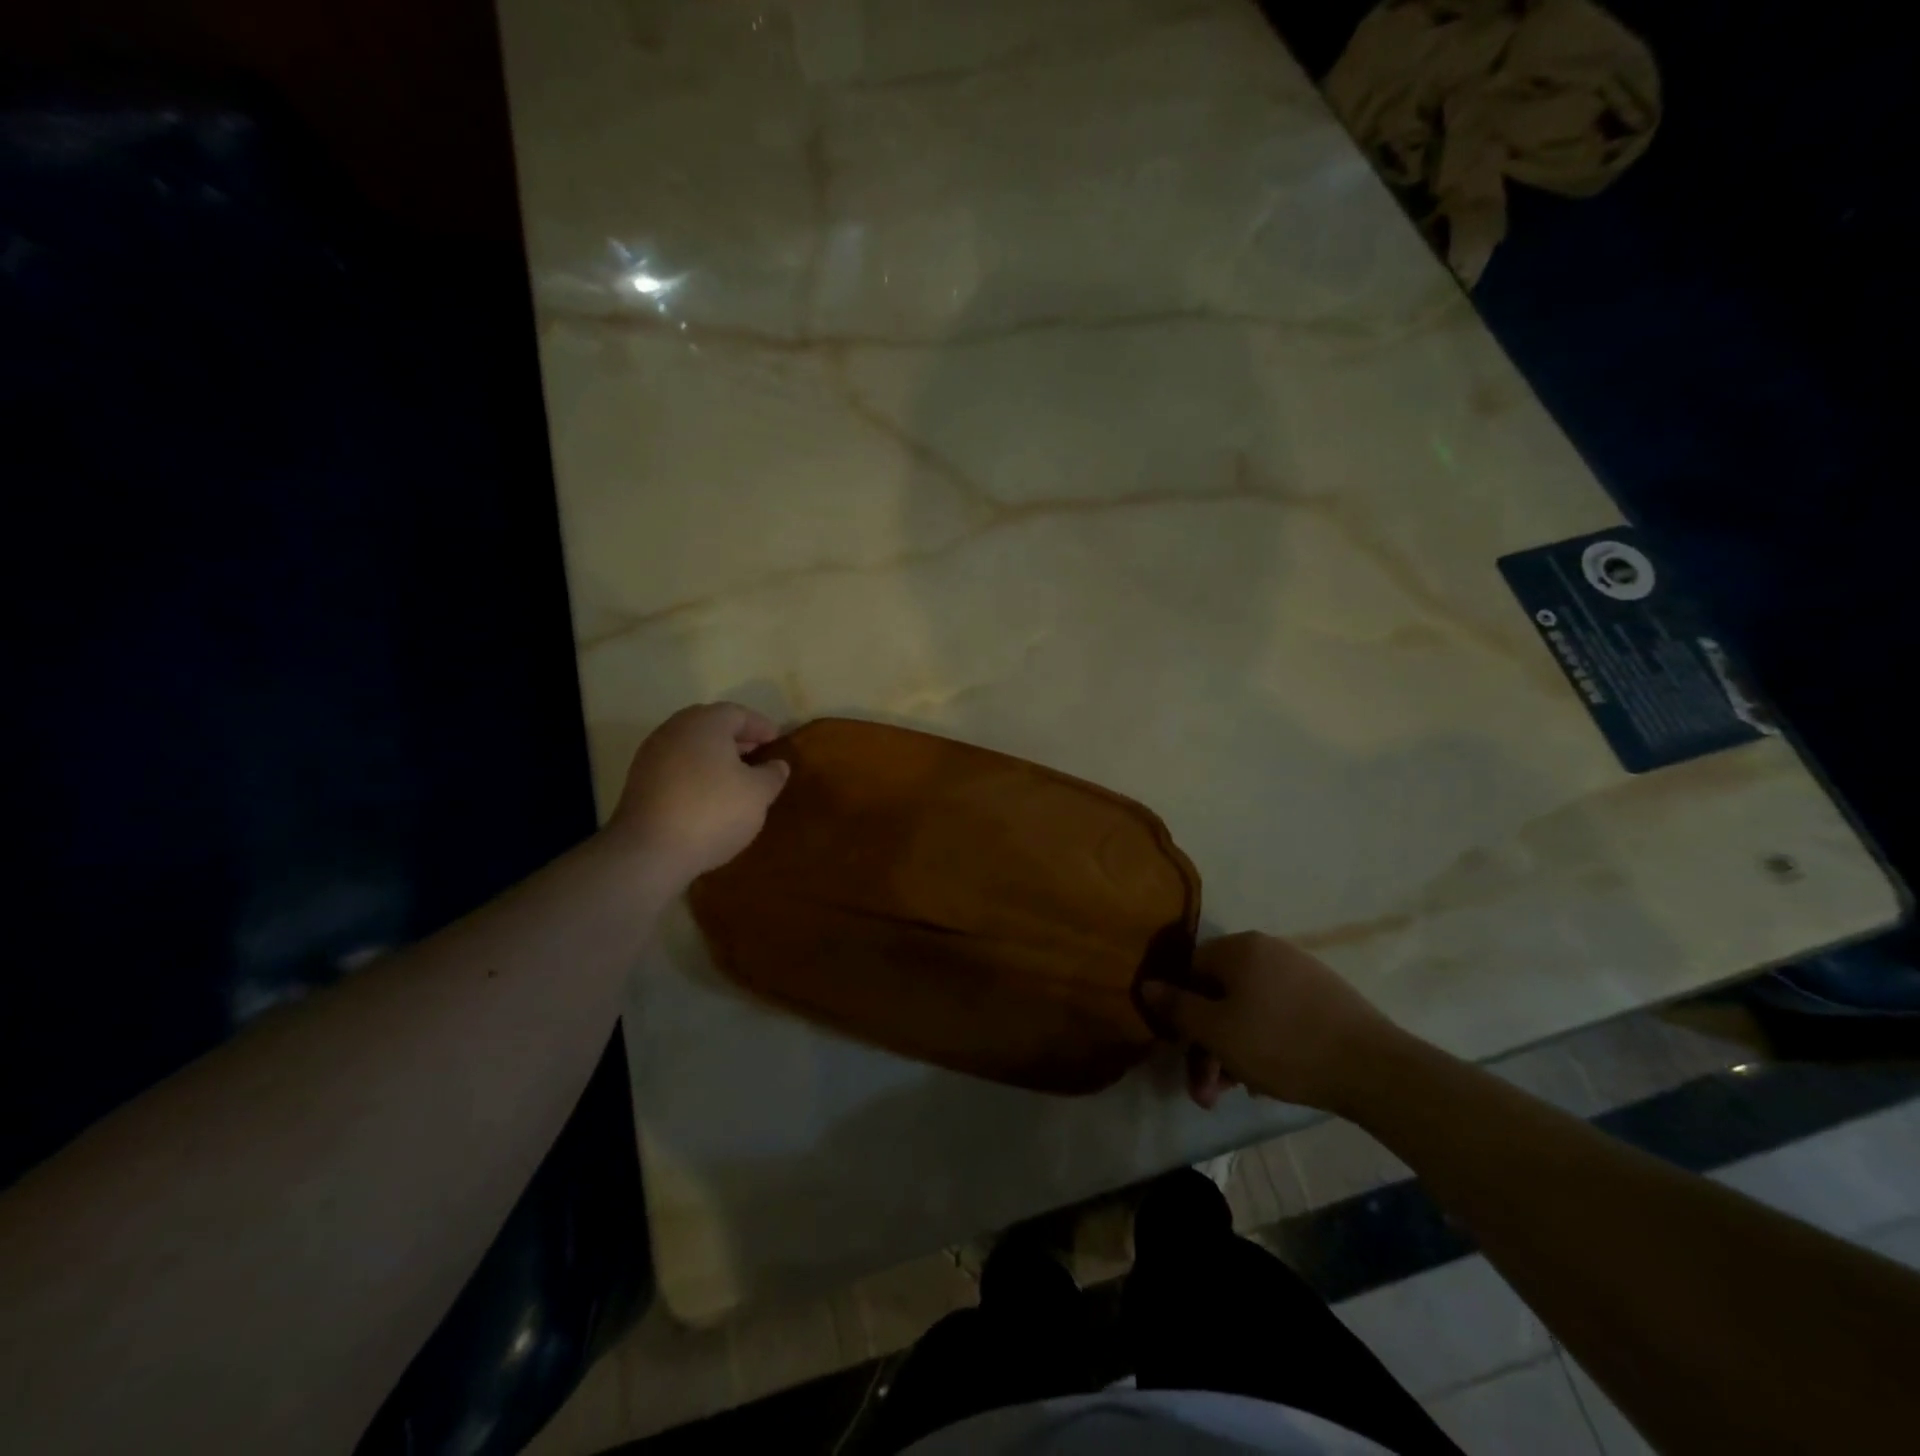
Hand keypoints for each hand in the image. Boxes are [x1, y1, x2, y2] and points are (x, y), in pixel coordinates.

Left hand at [607, 703, 790, 888]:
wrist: (649, 851)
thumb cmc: (713, 811)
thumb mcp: (758, 794)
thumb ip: (771, 774)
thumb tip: (776, 765)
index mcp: (705, 723)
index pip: (738, 714)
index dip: (761, 726)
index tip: (777, 741)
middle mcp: (674, 730)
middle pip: (711, 726)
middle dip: (737, 739)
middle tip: (758, 756)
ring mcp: (652, 755)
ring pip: (691, 746)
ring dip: (715, 757)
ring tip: (737, 779)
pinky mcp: (639, 781)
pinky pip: (676, 767)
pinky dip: (696, 773)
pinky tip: (710, 796)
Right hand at [1139, 932, 1405, 1113]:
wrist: (1375, 1069)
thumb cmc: (1282, 1045)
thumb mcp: (1217, 1032)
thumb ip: (1177, 1008)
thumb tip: (1147, 984)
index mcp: (1239, 948)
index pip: (1190, 970)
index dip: (1179, 1011)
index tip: (1181, 1052)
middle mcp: (1268, 950)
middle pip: (1219, 994)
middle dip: (1207, 1045)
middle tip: (1208, 1092)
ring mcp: (1300, 972)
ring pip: (1248, 1009)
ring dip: (1233, 1050)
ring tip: (1236, 1093)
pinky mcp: (1325, 997)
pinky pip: (1277, 1015)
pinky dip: (1263, 1042)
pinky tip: (1267, 1080)